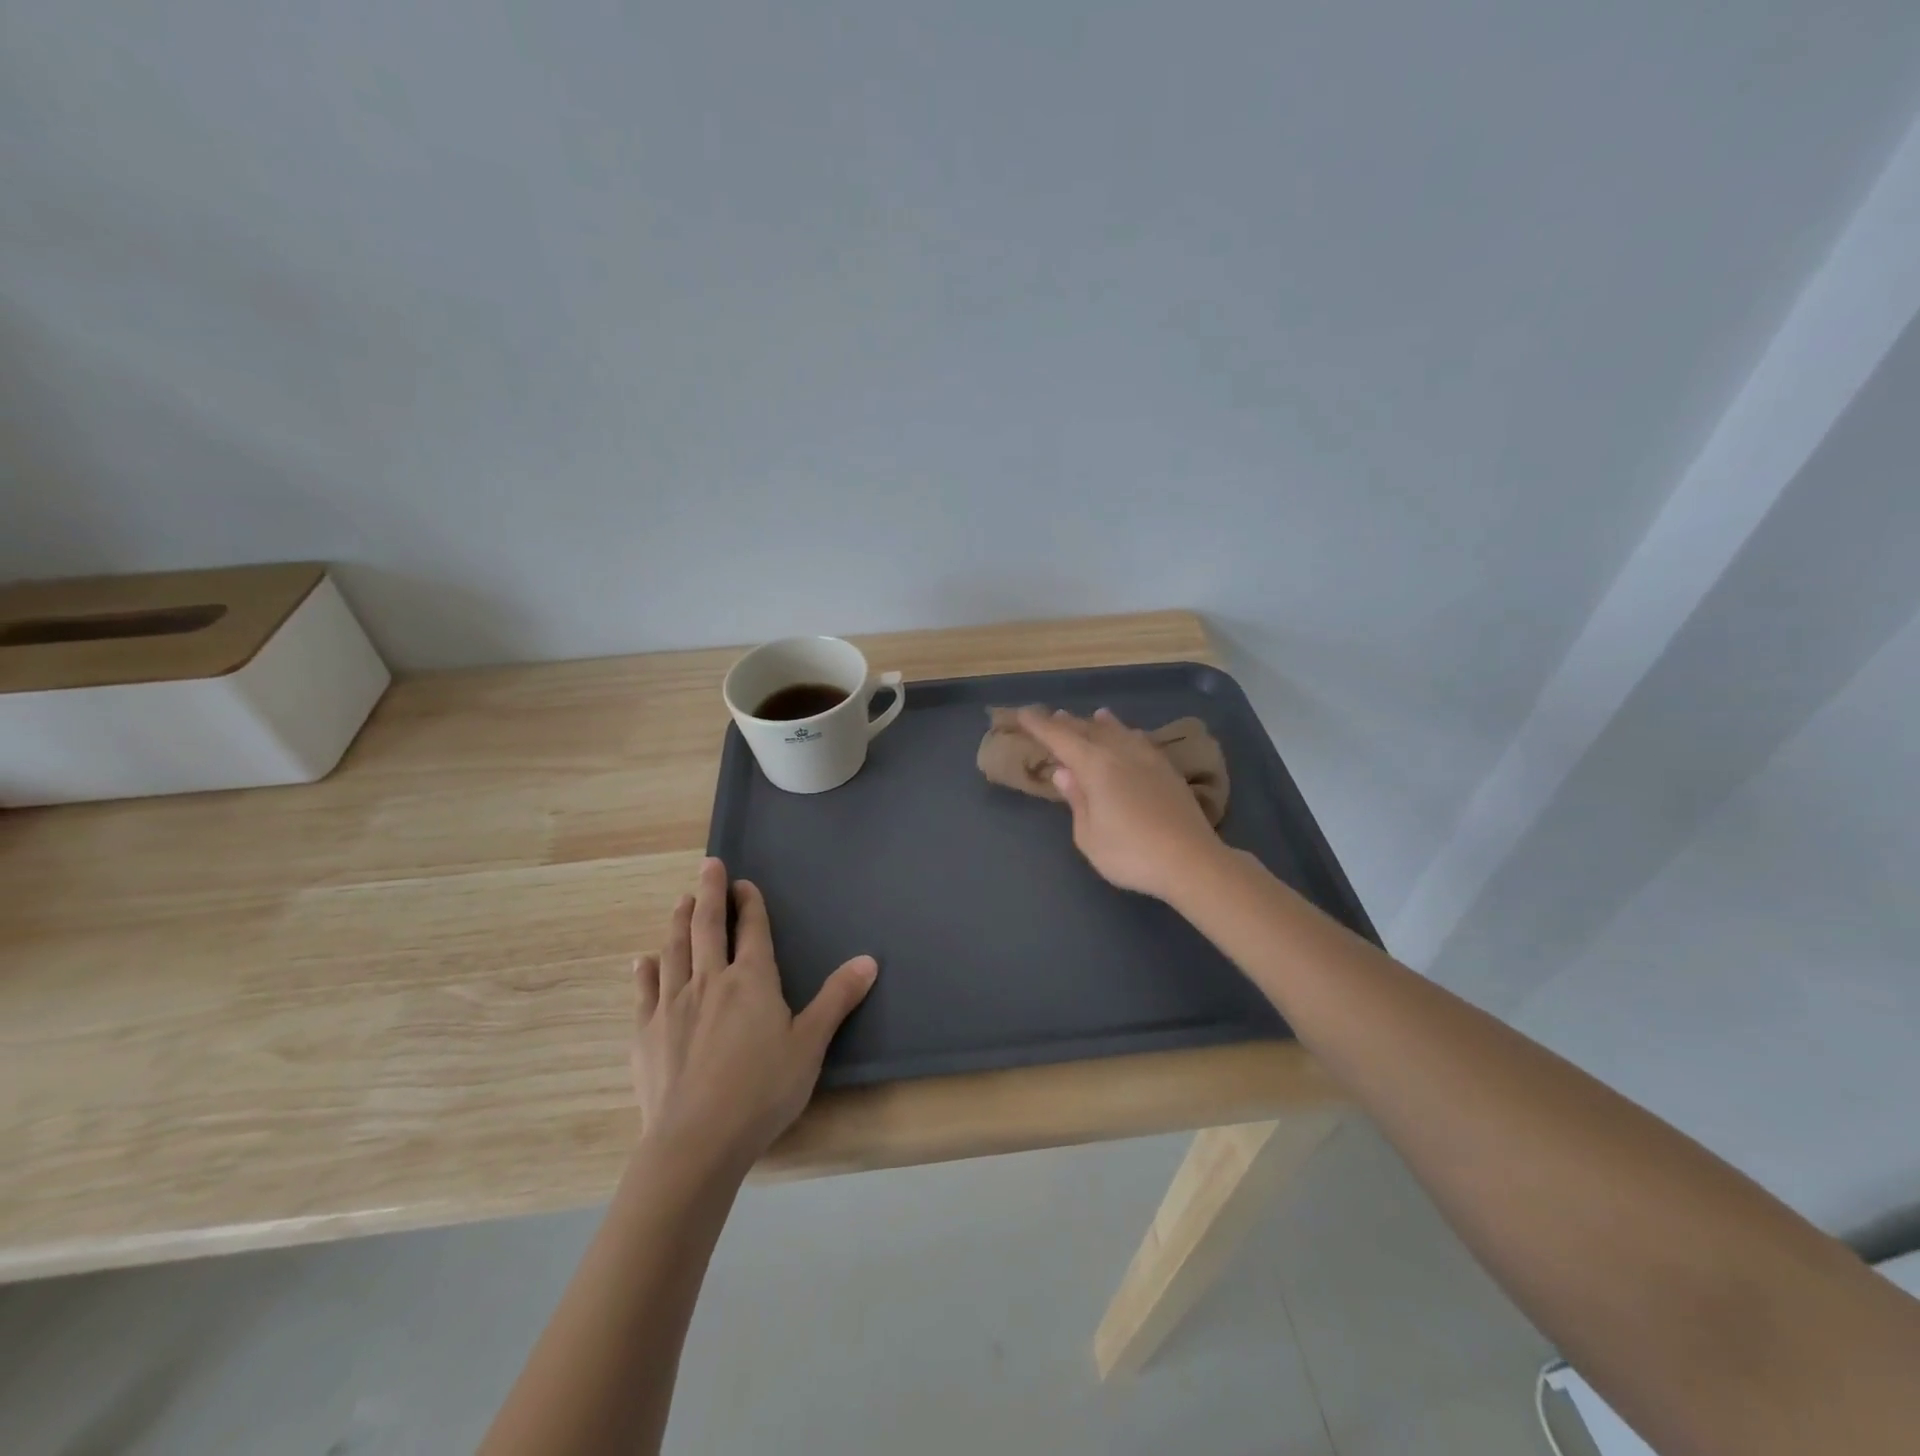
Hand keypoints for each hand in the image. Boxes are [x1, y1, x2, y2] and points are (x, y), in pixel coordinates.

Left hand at [630, 858, 876, 1170]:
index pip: (752, 930)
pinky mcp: (646, 1033)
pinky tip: (642, 961)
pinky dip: (646, 971)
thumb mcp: (810, 1044)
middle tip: (708, 866)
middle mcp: (710, 981)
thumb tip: (869, 960)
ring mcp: (673, 1005)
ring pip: (675, 950)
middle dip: (710, 893)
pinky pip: (645, 991)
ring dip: (679, 921)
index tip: (744, 882)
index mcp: (752, 980)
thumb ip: (837, 999)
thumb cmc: (762, 1090)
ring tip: (681, 901)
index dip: (750, 903)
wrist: (697, 1141)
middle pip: (707, 927)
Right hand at [1017, 706, 1227, 901]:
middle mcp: (1120, 753)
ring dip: (1100, 724)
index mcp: (1095, 766)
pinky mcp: (1168, 771)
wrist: (1191, 861)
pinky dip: (1127, 733)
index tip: (1022, 713)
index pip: (1060, 738)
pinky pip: (1140, 741)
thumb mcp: (1089, 835)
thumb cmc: (1130, 854)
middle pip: (1089, 730)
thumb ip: (1076, 800)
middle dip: (1067, 723)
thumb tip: (1064, 771)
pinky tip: (1131, 735)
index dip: (1039, 725)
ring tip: (1092, 715)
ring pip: (1118, 732)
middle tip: (1051, 715)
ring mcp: (1148, 759)